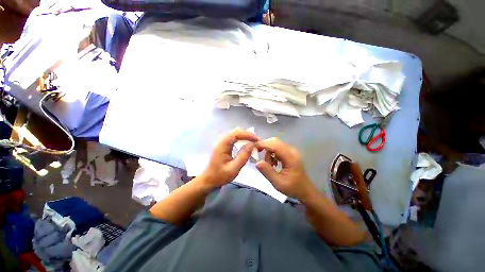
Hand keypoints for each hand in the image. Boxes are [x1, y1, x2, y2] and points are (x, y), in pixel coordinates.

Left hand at [200, 129, 257, 188]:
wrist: (209, 180)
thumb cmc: (220, 176)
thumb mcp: (234, 168)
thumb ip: (243, 155)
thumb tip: (252, 144)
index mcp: (222, 145)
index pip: (236, 134)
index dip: (247, 135)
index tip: (257, 139)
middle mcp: (221, 141)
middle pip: (235, 132)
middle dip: (247, 135)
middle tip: (256, 141)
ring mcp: (221, 142)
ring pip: (235, 134)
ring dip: (244, 137)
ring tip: (253, 142)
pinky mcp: (223, 145)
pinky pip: (233, 138)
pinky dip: (241, 139)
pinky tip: (245, 144)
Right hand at [256, 138, 315, 199]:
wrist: (305, 191)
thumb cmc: (293, 188)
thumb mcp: (278, 183)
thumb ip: (267, 172)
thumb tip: (257, 162)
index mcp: (290, 157)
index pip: (275, 145)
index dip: (263, 144)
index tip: (253, 148)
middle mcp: (291, 151)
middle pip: (275, 141)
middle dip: (264, 147)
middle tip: (258, 156)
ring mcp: (291, 151)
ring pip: (275, 144)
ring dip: (268, 152)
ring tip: (270, 165)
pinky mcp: (289, 153)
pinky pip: (277, 148)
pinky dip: (272, 154)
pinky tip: (273, 164)